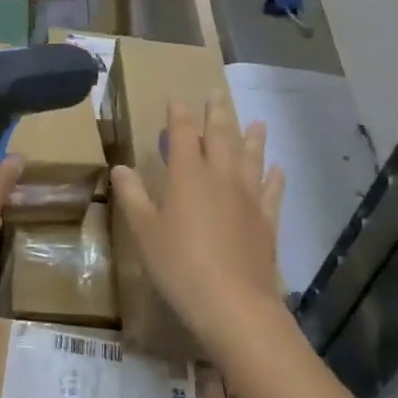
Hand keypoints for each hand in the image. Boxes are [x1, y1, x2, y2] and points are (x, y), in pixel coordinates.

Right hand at [110, 98, 286, 354]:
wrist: (234, 304)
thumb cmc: (179, 265)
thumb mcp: (145, 232)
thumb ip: (132, 196)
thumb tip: (120, 167)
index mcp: (188, 175)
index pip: (184, 133)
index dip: (179, 113)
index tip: (176, 97)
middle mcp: (221, 177)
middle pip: (221, 136)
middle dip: (217, 113)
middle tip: (216, 94)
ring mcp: (249, 198)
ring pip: (251, 158)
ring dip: (252, 137)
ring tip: (256, 121)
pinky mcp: (267, 221)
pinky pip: (273, 191)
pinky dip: (275, 177)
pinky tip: (278, 169)